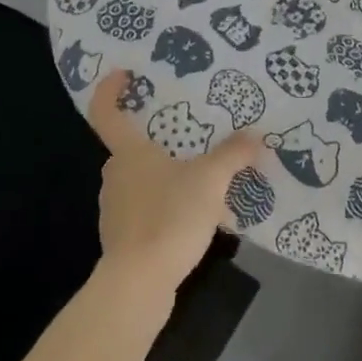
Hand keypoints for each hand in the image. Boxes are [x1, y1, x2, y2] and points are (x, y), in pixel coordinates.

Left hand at [87, 71, 263, 297]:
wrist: (138, 285)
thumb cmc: (168, 218)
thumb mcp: (210, 180)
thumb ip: (233, 155)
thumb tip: (256, 136)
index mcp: (128, 152)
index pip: (105, 111)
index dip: (109, 90)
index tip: (123, 75)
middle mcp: (115, 175)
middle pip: (130, 146)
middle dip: (157, 139)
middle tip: (189, 134)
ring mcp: (116, 209)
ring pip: (142, 180)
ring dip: (167, 176)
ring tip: (202, 179)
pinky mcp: (124, 239)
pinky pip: (147, 210)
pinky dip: (167, 206)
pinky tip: (196, 218)